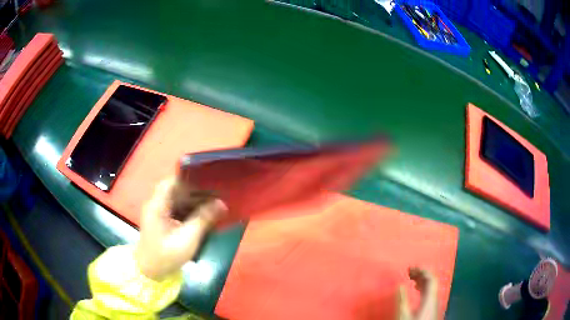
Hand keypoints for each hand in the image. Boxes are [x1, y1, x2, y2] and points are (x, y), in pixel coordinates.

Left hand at [134, 177, 226, 280]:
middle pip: (176, 190)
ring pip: (178, 200)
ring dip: (194, 201)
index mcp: (157, 205)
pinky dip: (190, 210)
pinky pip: (177, 210)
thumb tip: (221, 203)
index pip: (172, 182)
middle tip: (216, 193)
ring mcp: (158, 213)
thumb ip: (203, 219)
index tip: (208, 181)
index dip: (190, 179)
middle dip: (196, 191)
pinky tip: (203, 215)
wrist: (151, 273)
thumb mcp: (187, 239)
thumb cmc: (166, 256)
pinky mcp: (162, 221)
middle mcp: (156, 205)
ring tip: (213, 203)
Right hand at [397, 267, 438, 319]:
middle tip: (409, 270)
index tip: (411, 267)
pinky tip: (416, 289)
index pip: (430, 279)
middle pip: (431, 282)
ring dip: (421, 280)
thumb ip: (402, 299)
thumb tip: (400, 285)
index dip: (422, 270)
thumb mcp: (403, 314)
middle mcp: (434, 298)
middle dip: (421, 274)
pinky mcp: (431, 308)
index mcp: (429, 298)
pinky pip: (429, 292)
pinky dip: (422, 287)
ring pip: (430, 287)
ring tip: (411, 278)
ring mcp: (434, 303)